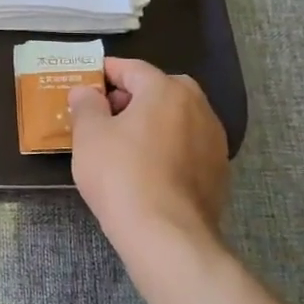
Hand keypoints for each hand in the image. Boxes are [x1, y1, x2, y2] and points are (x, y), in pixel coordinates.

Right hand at [68, 58, 230, 260]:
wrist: (166, 234)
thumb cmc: (121, 174)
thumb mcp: (89, 134)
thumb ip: (86, 104)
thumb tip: (86, 92)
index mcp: (166, 90)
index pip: (131, 68)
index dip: (104, 72)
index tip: (85, 82)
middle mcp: (198, 107)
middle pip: (159, 90)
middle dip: (131, 97)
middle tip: (103, 114)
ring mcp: (214, 140)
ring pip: (176, 118)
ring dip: (151, 122)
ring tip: (123, 143)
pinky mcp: (219, 171)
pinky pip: (186, 146)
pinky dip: (167, 147)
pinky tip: (146, 169)